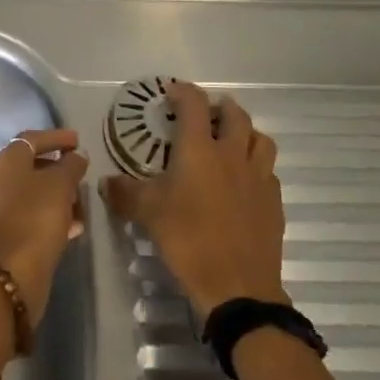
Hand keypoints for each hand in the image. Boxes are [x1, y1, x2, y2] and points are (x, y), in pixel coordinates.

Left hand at [0, 128, 87, 325]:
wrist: (15, 270)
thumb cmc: (37, 216)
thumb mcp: (61, 183)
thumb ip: (71, 164)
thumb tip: (77, 155)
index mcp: (8, 160)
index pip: (32, 138)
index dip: (56, 137)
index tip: (78, 141)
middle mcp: (0, 179)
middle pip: (33, 165)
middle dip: (60, 167)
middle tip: (82, 171)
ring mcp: (2, 206)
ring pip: (36, 191)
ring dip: (60, 193)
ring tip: (83, 201)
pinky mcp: (10, 231)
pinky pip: (35, 213)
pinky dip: (54, 213)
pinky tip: (74, 225)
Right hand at [103, 80, 286, 317]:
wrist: (237, 287)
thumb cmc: (188, 240)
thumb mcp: (147, 214)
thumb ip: (125, 193)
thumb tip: (106, 182)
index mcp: (200, 150)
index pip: (194, 104)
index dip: (182, 92)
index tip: (171, 93)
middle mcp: (233, 155)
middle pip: (235, 115)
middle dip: (219, 108)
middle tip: (204, 116)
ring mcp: (258, 177)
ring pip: (260, 139)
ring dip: (246, 132)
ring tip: (231, 142)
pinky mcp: (274, 202)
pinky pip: (268, 171)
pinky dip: (256, 167)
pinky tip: (244, 183)